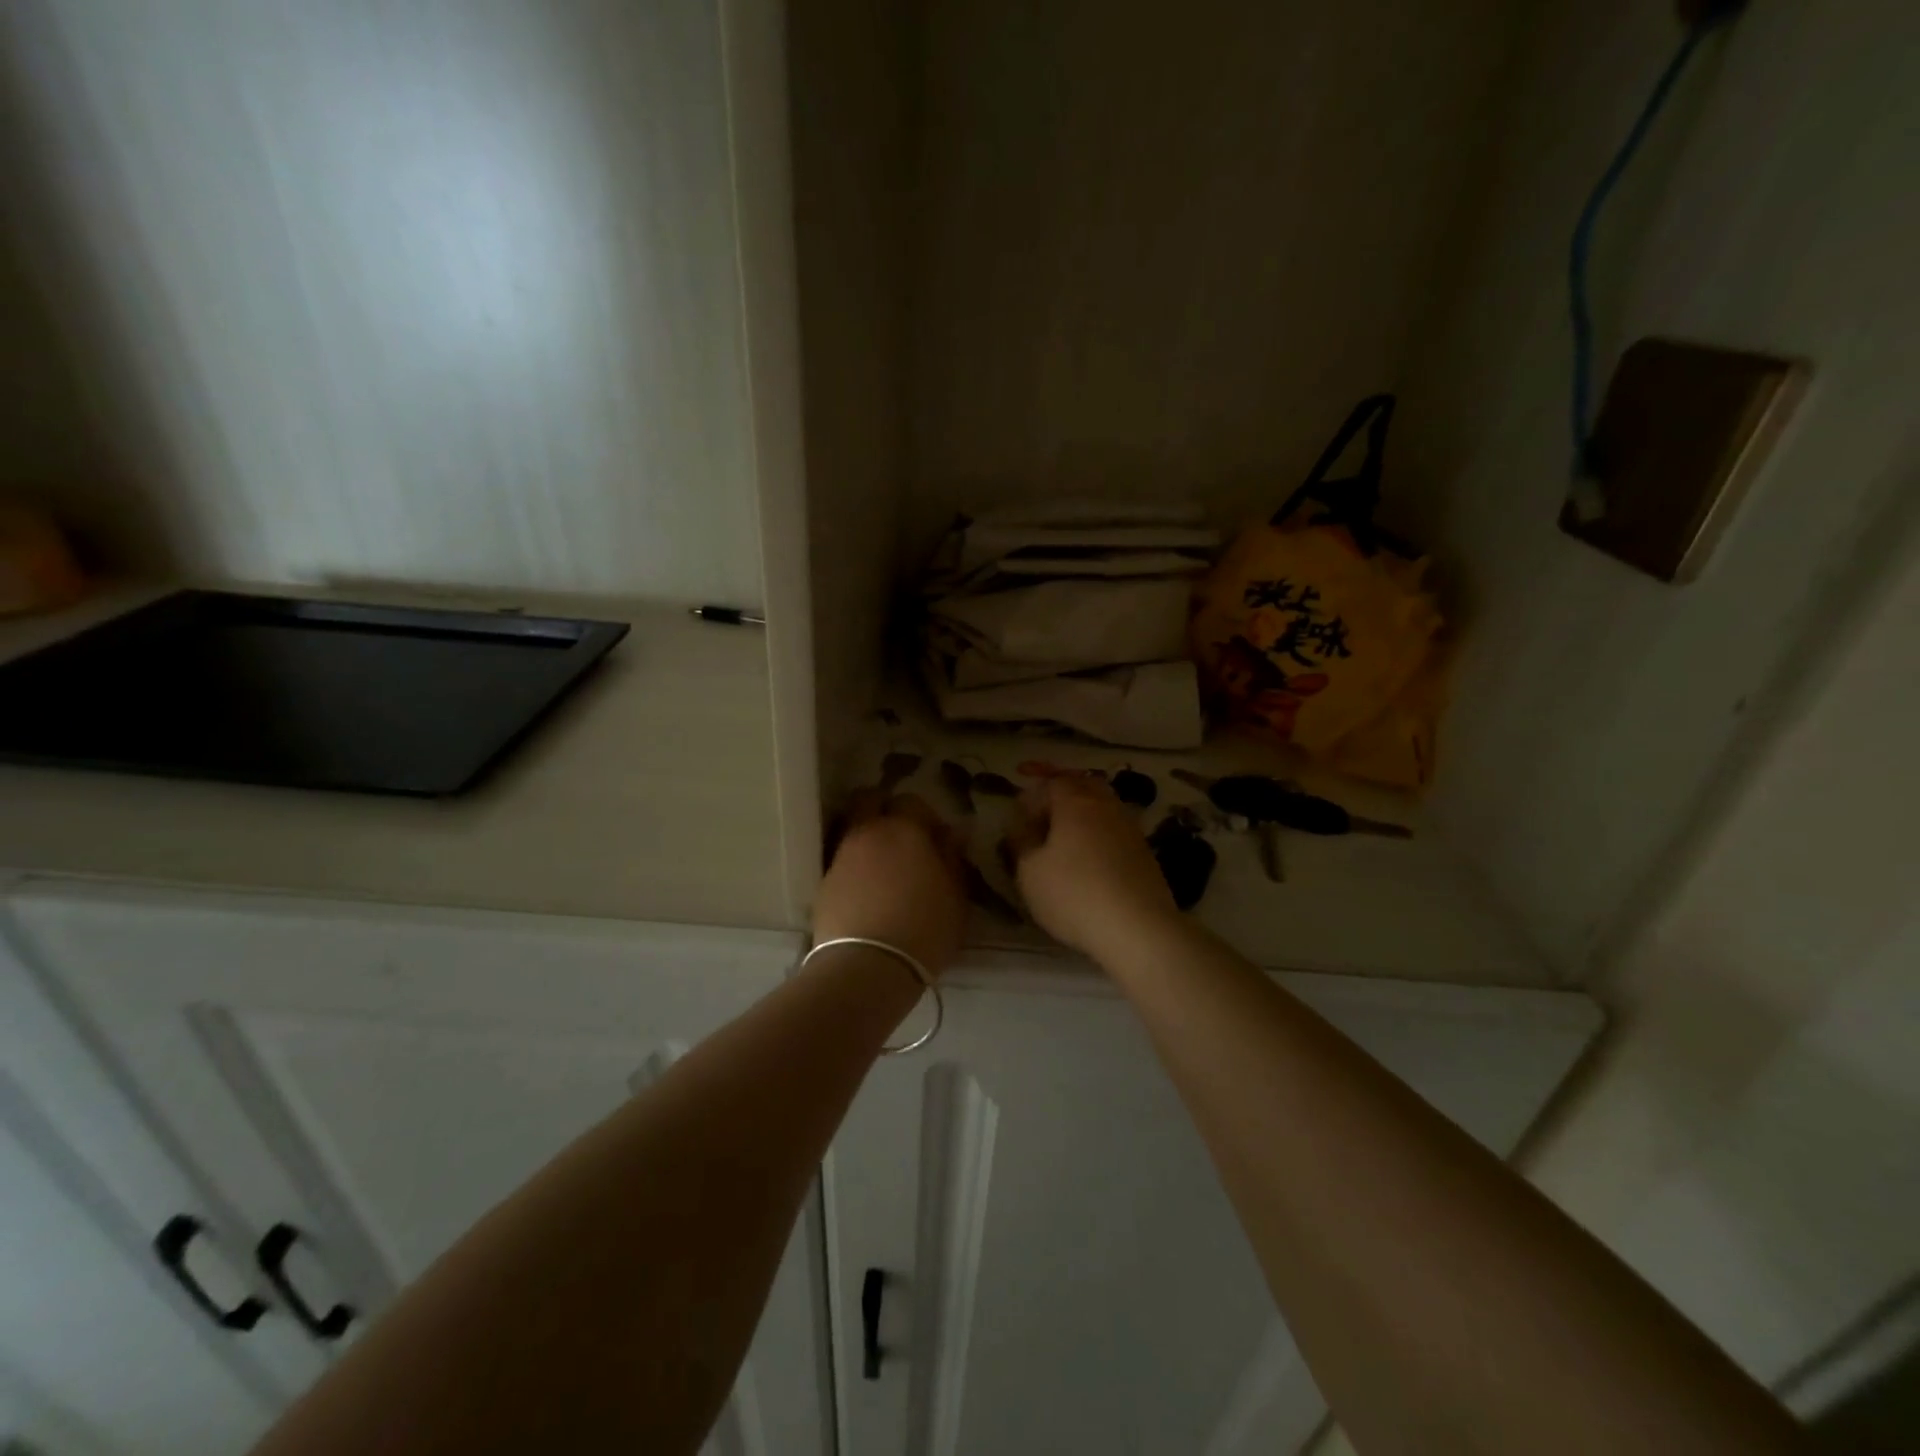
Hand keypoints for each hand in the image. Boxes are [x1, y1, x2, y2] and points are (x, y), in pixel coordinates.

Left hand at [814, 792, 967, 978]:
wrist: (868, 965)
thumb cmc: (925, 928)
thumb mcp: (956, 896)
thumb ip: (953, 859)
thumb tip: (951, 834)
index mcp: (905, 829)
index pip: (911, 801)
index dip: (924, 815)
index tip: (935, 838)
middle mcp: (869, 833)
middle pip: (868, 800)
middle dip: (883, 809)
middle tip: (901, 835)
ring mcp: (841, 855)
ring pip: (852, 829)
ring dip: (867, 838)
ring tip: (884, 867)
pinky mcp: (823, 882)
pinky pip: (841, 859)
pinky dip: (854, 865)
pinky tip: (866, 889)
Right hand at [1004, 775, 1179, 958]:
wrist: (1138, 929)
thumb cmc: (1074, 895)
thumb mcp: (1029, 871)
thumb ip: (1021, 842)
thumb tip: (1023, 826)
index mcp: (1075, 802)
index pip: (1051, 782)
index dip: (1032, 796)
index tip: (1019, 819)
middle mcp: (1106, 806)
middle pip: (1082, 785)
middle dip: (1061, 794)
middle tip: (1043, 816)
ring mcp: (1130, 828)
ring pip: (1102, 807)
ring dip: (1082, 815)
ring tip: (1064, 839)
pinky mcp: (1145, 853)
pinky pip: (1115, 830)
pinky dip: (1099, 835)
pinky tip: (1090, 859)